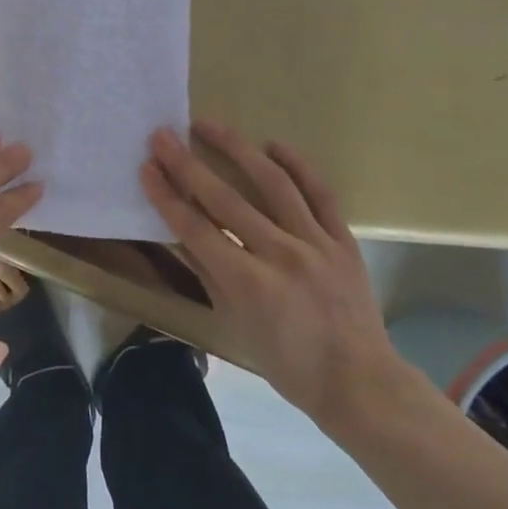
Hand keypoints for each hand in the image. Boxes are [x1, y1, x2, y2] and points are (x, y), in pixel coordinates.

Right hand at [140, 119, 409, 437]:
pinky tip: (273, 144)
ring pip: (272, 183)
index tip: (147, 167)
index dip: (166, 196)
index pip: (195, 228)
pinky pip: (320, 193)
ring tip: (209, 125)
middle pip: (224, 199)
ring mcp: (315, 243)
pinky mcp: (342, 239)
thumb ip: (207, 271)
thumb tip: (179, 230)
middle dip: (187, 165)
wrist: (360, 384)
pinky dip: (297, 165)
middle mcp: (279, 255)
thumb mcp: (234, 323)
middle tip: (163, 135)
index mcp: (247, 284)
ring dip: (236, 149)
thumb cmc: (287, 363)